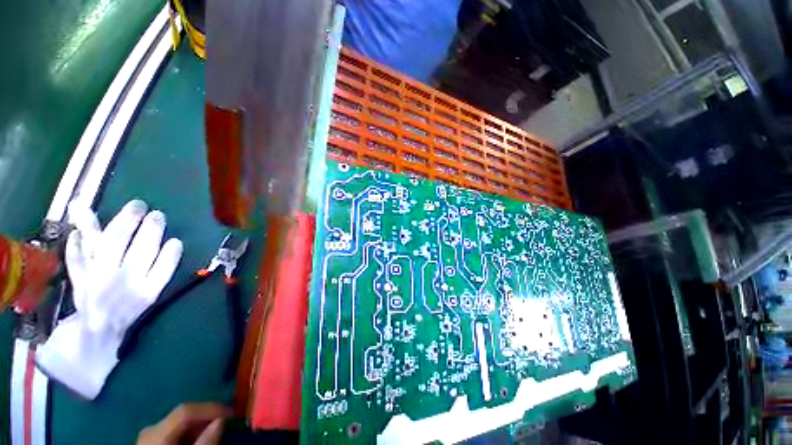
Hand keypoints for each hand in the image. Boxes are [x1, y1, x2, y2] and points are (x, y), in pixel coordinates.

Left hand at [36, 200, 182, 398]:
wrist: (97, 330)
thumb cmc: (127, 309)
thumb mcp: (149, 295)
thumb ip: (162, 270)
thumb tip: (175, 243)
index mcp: (145, 292)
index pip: (162, 269)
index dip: (170, 255)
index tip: (175, 241)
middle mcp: (123, 283)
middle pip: (138, 250)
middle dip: (149, 229)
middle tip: (154, 212)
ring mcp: (98, 279)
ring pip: (109, 245)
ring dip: (121, 223)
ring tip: (134, 206)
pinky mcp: (79, 278)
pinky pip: (77, 257)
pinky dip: (78, 240)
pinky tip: (79, 216)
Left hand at [138, 403, 230, 444]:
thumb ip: (204, 443)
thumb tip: (222, 421)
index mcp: (156, 432)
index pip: (186, 410)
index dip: (211, 408)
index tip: (232, 414)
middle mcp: (150, 429)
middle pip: (184, 415)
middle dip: (207, 418)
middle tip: (227, 424)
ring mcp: (148, 436)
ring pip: (180, 423)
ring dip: (200, 426)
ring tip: (216, 432)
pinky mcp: (150, 443)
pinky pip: (174, 432)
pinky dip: (190, 433)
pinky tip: (199, 440)